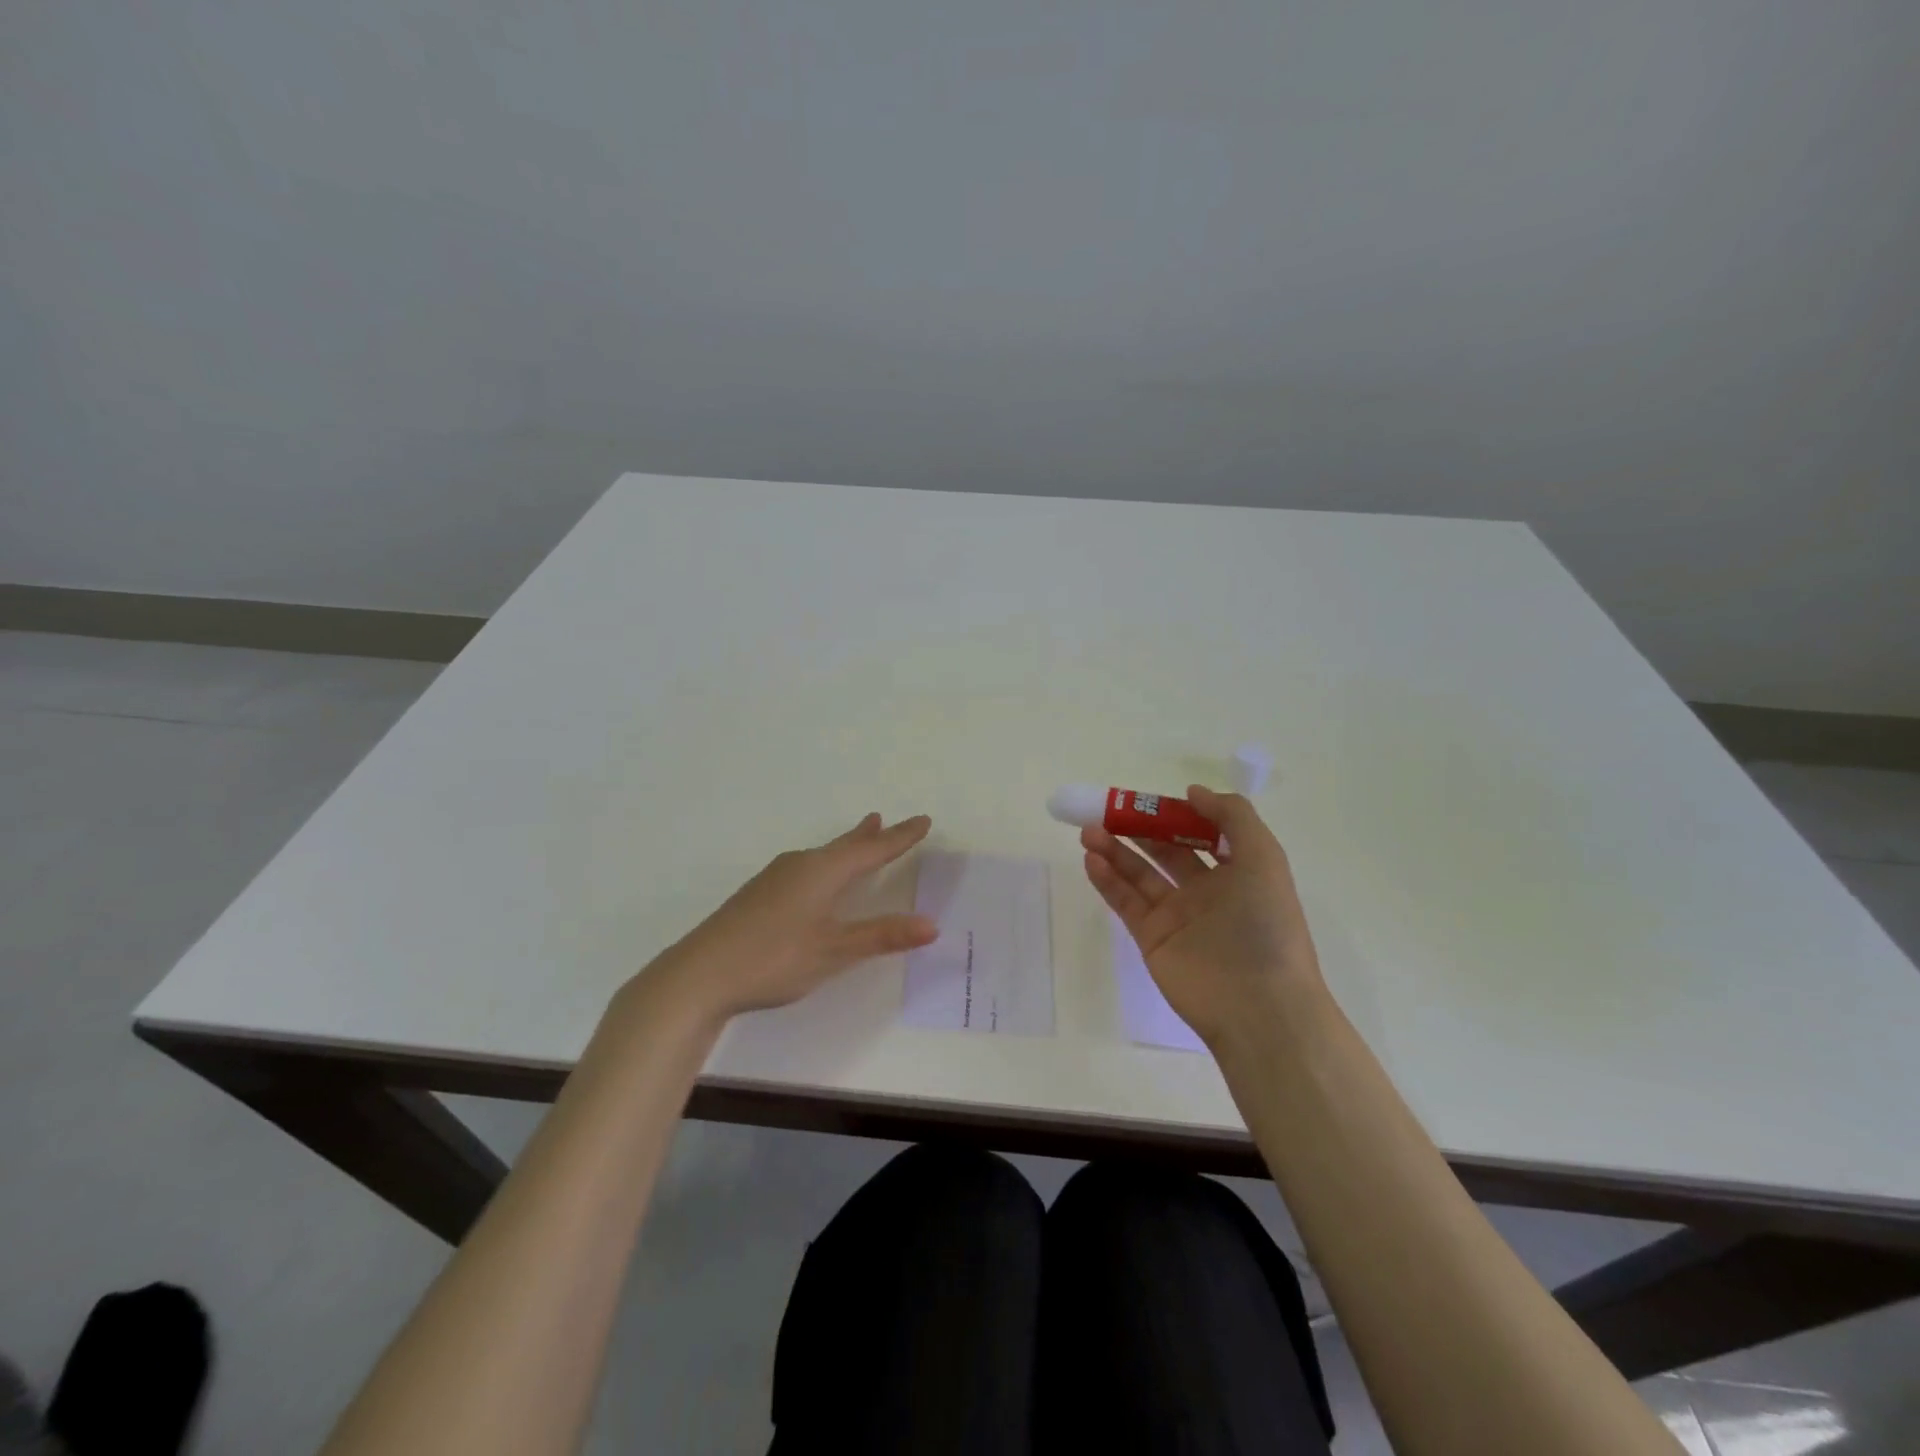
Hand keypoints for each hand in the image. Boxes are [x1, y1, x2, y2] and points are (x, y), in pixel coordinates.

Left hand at [641, 813, 936, 1023]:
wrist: (699, 974)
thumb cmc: (774, 958)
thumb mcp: (833, 950)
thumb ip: (881, 936)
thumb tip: (932, 924)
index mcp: (822, 872)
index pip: (871, 850)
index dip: (900, 838)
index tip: (923, 820)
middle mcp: (800, 865)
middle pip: (843, 846)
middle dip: (869, 836)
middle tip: (884, 819)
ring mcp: (775, 879)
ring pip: (821, 856)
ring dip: (845, 848)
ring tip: (859, 838)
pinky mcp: (759, 895)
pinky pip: (805, 868)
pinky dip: (825, 864)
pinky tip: (815, 879)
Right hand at [1081, 785, 1324, 1047]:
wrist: (1258, 1006)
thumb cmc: (1266, 926)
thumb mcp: (1264, 859)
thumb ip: (1233, 817)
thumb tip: (1193, 793)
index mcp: (1238, 871)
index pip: (1202, 832)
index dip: (1177, 813)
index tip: (1150, 799)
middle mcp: (1207, 890)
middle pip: (1165, 850)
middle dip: (1138, 828)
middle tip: (1107, 809)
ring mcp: (1177, 915)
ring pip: (1139, 873)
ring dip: (1115, 849)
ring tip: (1089, 830)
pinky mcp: (1152, 938)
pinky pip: (1125, 902)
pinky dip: (1107, 879)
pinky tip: (1092, 858)